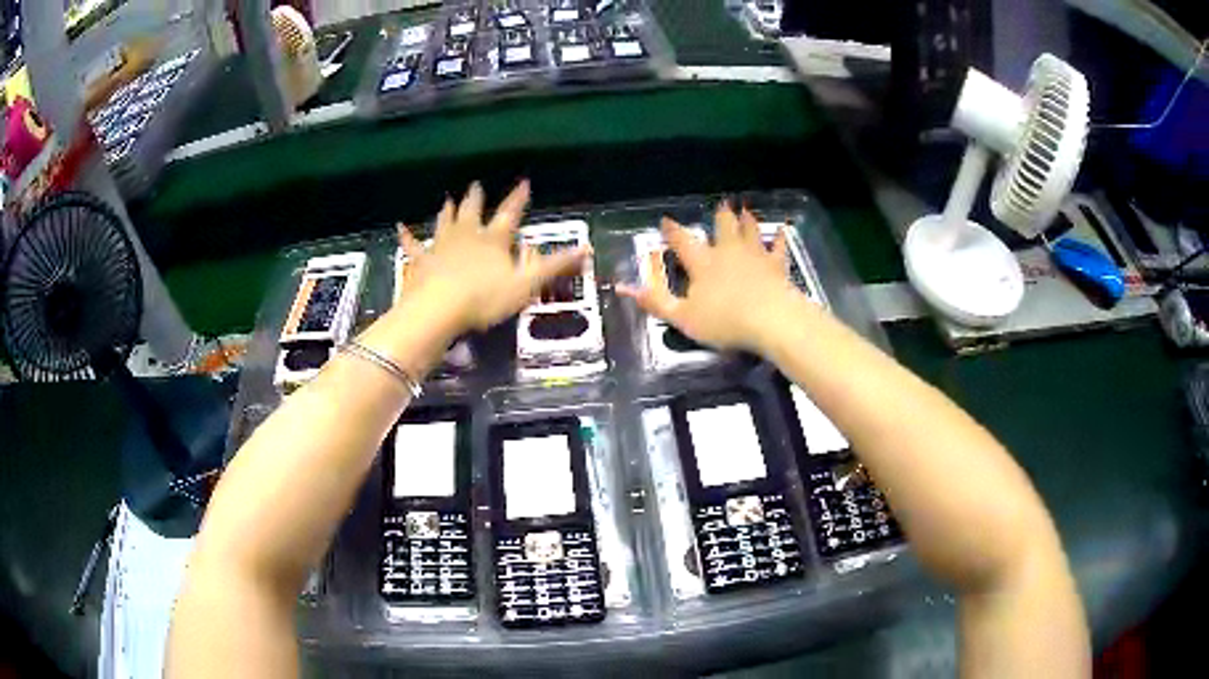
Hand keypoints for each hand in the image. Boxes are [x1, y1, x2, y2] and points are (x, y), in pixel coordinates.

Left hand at [397, 180, 589, 334]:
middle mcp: (467, 235)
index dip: (518, 198)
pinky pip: (413, 245)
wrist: (439, 309)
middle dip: (477, 198)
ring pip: (445, 222)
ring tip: (448, 199)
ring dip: (448, 211)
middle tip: (476, 185)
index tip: (524, 182)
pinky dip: (407, 236)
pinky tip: (400, 227)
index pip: (510, 213)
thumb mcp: (528, 284)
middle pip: (473, 211)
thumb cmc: (486, 298)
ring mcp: (441, 247)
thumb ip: (555, 266)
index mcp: (494, 240)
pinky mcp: (420, 261)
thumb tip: (587, 249)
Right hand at [617, 202, 802, 353]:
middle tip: (721, 205)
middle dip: (719, 216)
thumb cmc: (724, 321)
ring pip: (749, 231)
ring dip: (746, 220)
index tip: (666, 220)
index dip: (672, 231)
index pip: (682, 241)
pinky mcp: (776, 265)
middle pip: (722, 226)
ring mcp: (754, 255)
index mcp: (702, 263)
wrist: (770, 320)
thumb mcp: (682, 317)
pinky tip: (783, 230)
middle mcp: (727, 251)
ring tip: (744, 210)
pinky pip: (778, 247)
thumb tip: (623, 288)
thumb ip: (656, 302)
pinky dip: (780, 238)